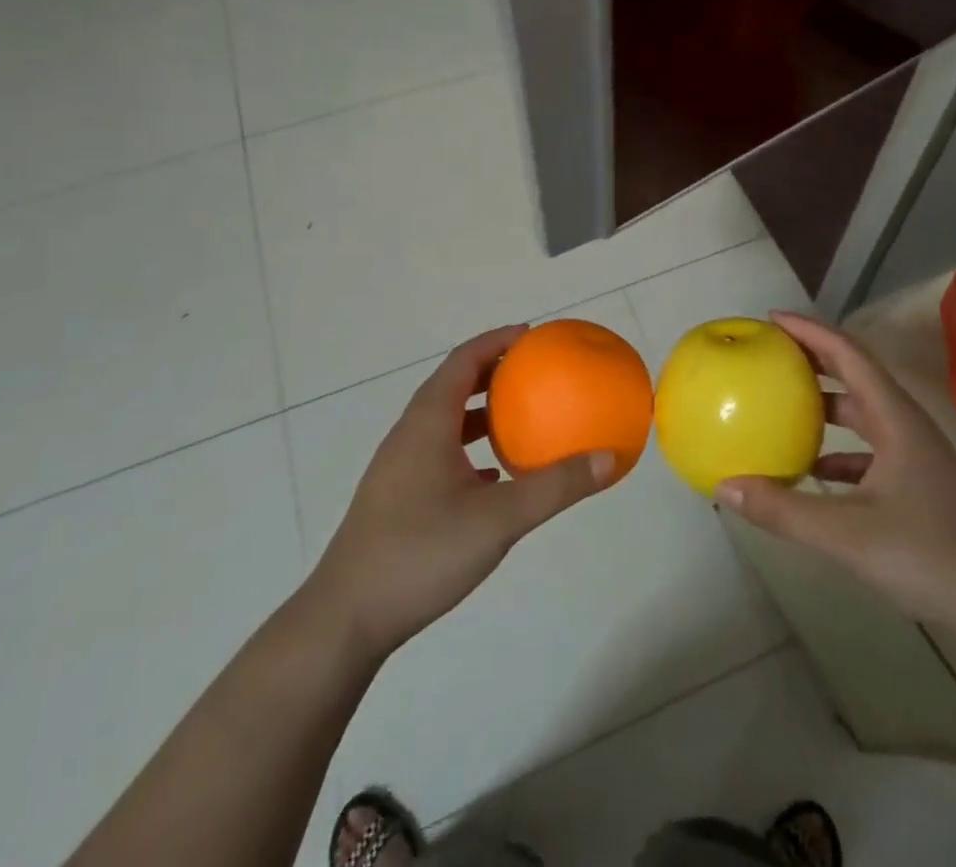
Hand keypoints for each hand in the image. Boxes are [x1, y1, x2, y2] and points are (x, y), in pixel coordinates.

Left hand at [307, 325, 614, 658]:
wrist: (345, 620)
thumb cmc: (420, 554)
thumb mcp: (498, 519)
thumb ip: (555, 487)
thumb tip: (610, 459)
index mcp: (427, 423)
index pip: (463, 360)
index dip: (497, 340)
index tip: (533, 335)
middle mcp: (410, 435)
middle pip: (453, 385)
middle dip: (493, 372)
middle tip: (535, 371)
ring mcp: (400, 467)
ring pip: (445, 422)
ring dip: (481, 412)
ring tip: (521, 418)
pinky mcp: (398, 498)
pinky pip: (440, 453)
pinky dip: (470, 448)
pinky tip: (494, 476)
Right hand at [716, 311, 955, 631]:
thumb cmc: (925, 555)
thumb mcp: (843, 533)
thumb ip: (782, 509)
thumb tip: (724, 487)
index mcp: (895, 417)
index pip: (848, 354)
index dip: (810, 331)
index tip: (771, 319)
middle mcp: (907, 423)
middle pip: (856, 373)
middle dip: (814, 357)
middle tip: (771, 351)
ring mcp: (916, 452)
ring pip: (864, 410)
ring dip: (826, 402)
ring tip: (784, 402)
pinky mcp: (918, 480)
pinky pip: (870, 446)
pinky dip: (839, 447)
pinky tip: (812, 469)